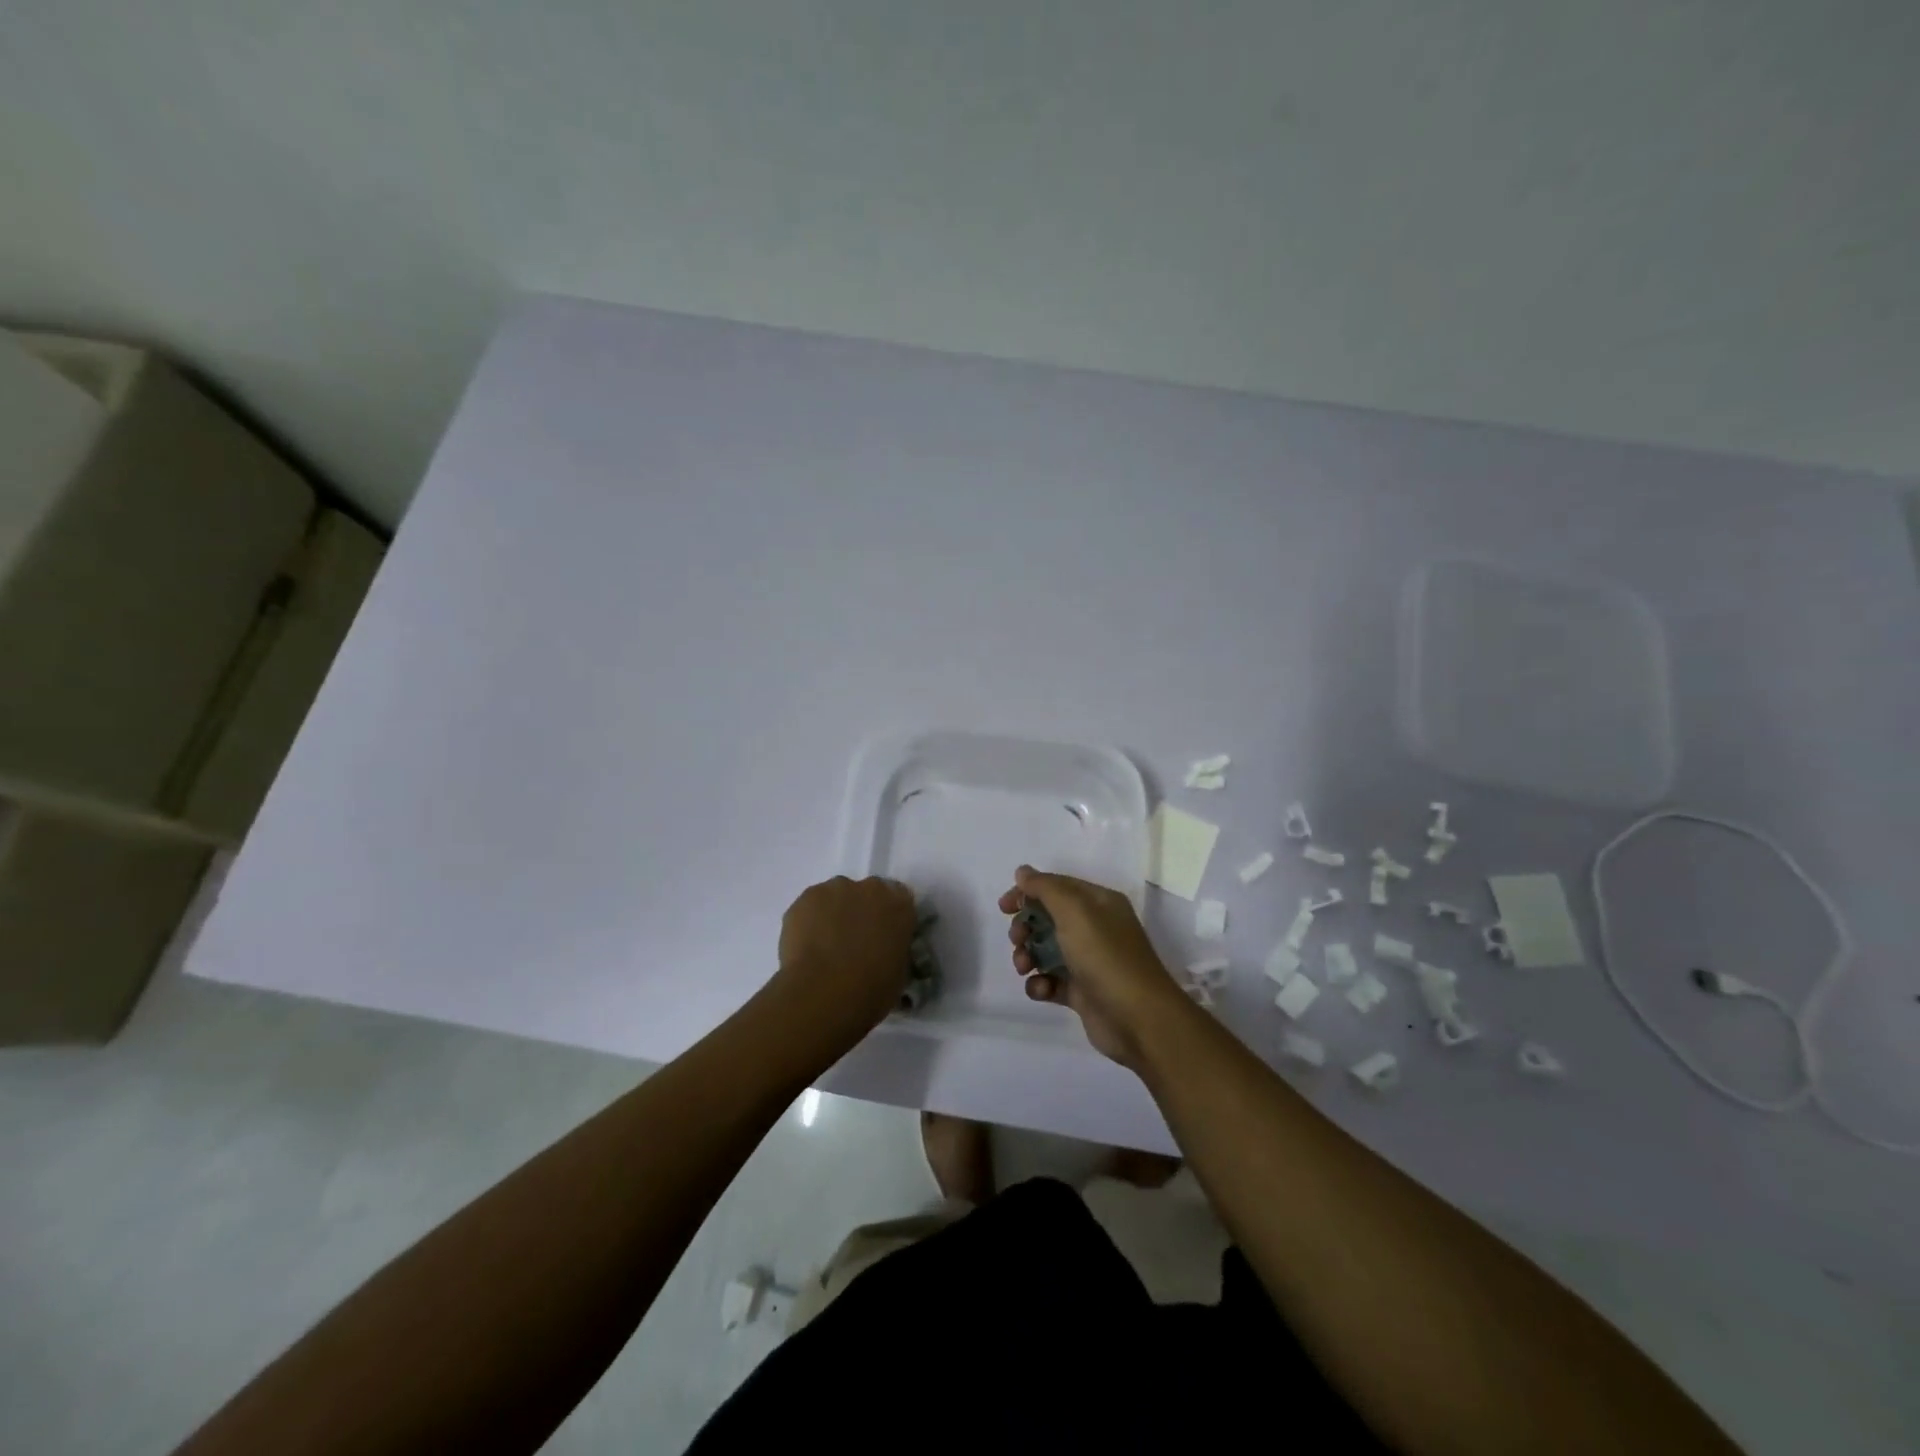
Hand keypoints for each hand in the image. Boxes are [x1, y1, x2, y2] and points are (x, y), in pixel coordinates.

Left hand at [771, 876, 917, 1050]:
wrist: (826, 991)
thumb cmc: (873, 988)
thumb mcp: (900, 973)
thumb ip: (895, 951)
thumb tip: (885, 953)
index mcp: (900, 905)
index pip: (899, 900)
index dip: (888, 918)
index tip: (881, 936)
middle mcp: (871, 888)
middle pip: (866, 893)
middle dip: (860, 912)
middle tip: (852, 943)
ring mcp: (836, 888)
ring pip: (836, 897)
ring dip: (834, 914)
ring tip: (824, 948)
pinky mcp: (807, 897)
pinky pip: (811, 907)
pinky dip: (809, 921)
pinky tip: (806, 947)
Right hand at [999, 865, 1187, 1069]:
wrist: (1139, 1019)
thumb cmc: (1106, 957)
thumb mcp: (1075, 912)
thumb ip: (1045, 888)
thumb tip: (1023, 872)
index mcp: (1099, 903)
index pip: (1057, 886)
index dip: (1028, 892)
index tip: (1004, 907)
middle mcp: (1095, 928)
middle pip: (1048, 918)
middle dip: (1026, 927)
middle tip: (1017, 939)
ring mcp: (1089, 961)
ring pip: (1046, 950)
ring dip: (1028, 956)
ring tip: (1024, 967)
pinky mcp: (1083, 992)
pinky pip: (1052, 981)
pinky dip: (1040, 984)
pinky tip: (1041, 990)